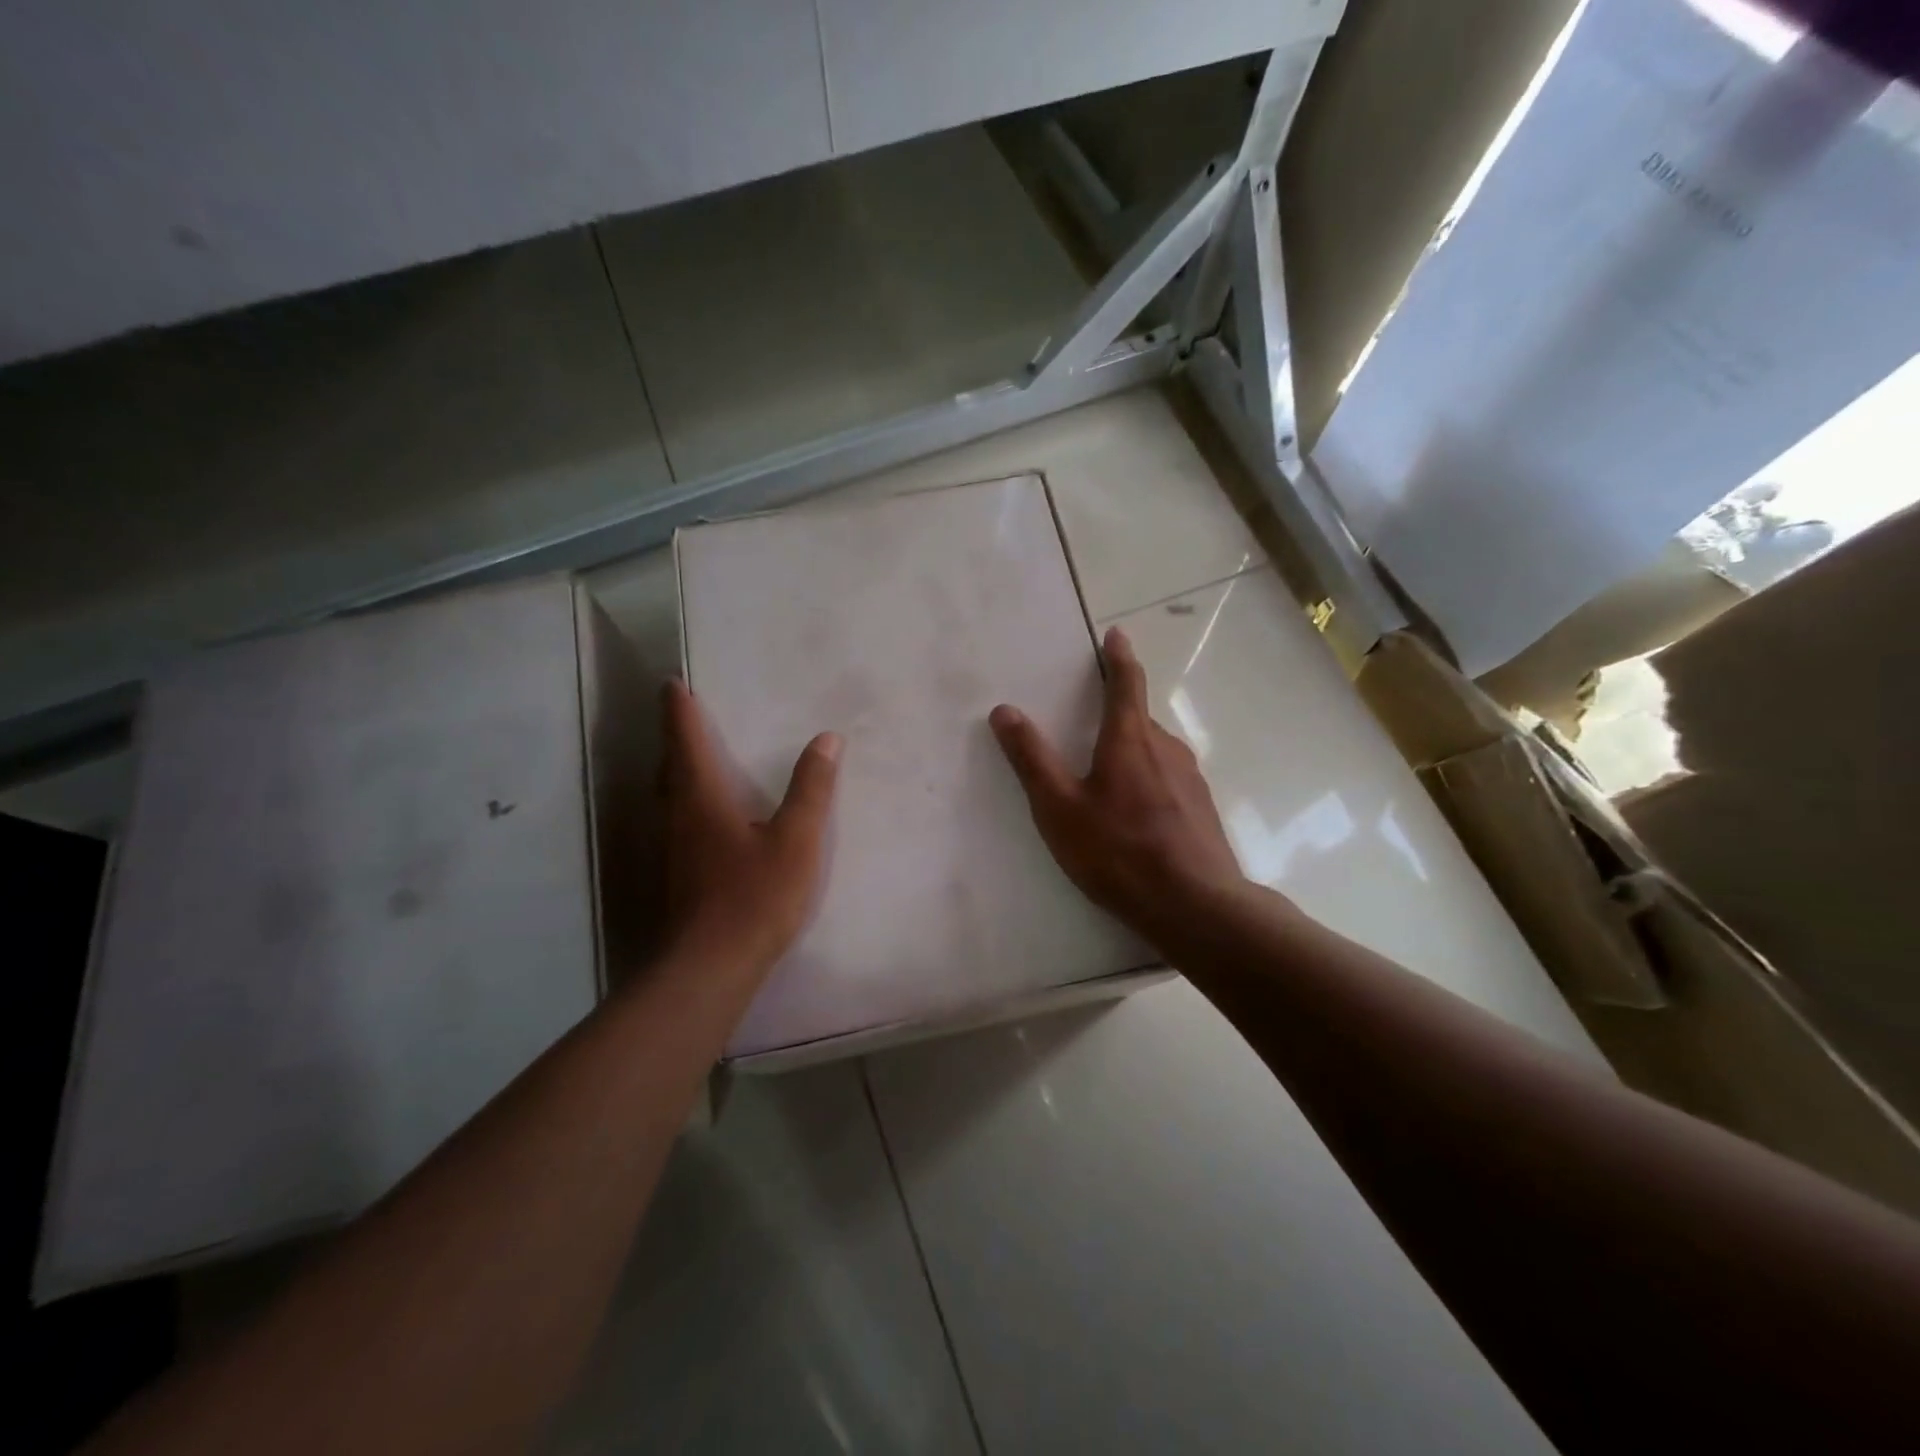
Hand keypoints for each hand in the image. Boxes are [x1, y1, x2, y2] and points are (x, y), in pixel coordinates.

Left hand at [657, 679, 841, 974]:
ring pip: (671, 796)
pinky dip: (687, 800)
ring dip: (679, 769)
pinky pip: (679, 820)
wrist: (710, 967)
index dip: (679, 711)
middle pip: (670, 767)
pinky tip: (707, 817)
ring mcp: (674, 849)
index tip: (672, 684)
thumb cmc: (754, 896)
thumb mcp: (797, 840)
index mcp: (702, 798)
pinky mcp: (679, 876)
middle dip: (675, 737)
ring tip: (694, 757)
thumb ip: (812, 789)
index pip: (686, 741)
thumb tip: (827, 739)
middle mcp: (679, 817)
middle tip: (682, 714)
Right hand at [989, 626, 1247, 947]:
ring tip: (1108, 783)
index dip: (1119, 657)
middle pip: (1139, 720)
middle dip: (1116, 716)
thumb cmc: (1119, 852)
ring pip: (1154, 753)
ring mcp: (1190, 779)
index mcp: (1130, 739)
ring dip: (1132, 754)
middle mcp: (1166, 748)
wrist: (1195, 906)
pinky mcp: (1201, 809)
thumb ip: (1032, 759)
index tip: (1117, 634)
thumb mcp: (1060, 808)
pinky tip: (1137, 818)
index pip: (1126, 684)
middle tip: (1090, 728)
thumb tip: (1005, 710)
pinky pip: (1168, 780)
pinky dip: (1149, 783)